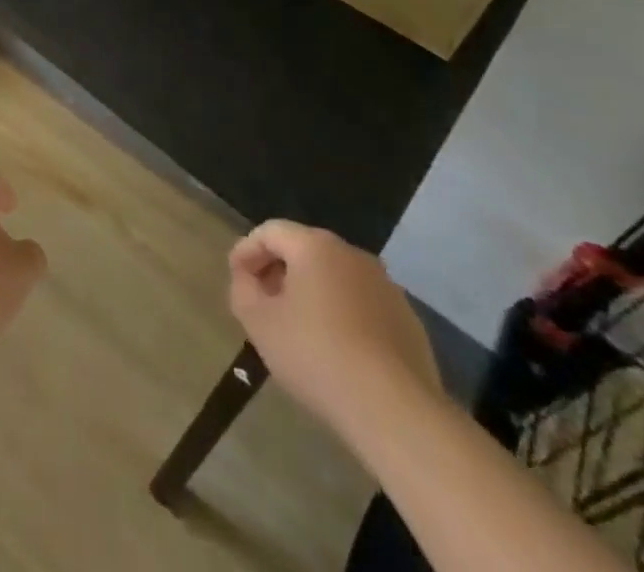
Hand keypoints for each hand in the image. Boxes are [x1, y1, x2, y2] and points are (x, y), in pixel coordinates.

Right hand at [228, 220, 440, 429]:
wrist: (396, 411)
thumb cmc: (317, 355)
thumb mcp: (259, 323)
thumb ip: (243, 290)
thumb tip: (249, 279)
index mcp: (315, 246)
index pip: (269, 231)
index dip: (246, 251)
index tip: (235, 279)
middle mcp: (353, 255)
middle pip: (304, 250)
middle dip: (278, 271)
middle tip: (263, 302)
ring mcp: (386, 287)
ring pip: (335, 278)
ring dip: (311, 293)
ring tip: (298, 328)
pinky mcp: (408, 321)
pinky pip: (362, 305)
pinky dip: (342, 315)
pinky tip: (336, 350)